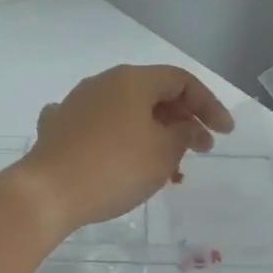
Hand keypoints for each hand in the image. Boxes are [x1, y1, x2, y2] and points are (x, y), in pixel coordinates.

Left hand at [13, 64, 234, 233]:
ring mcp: (75, 104)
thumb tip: (186, 126)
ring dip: (151, 133)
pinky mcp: (57, 128)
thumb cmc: (114, 168)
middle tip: (199, 149)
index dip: (209, 104)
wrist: (47, 192)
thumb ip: (184, 134)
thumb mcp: (163, 153)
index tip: (225, 134)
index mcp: (131, 80)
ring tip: (165, 165)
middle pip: (151, 93)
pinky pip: (97, 128)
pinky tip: (118, 155)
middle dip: (180, 120)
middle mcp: (101, 83)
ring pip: (124, 112)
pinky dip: (117, 140)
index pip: (181, 80)